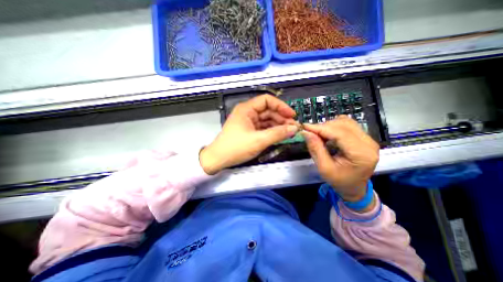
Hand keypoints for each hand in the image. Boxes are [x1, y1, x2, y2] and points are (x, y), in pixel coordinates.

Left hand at [199, 95, 297, 173]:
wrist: (219, 159)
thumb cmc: (236, 148)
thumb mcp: (259, 140)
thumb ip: (278, 134)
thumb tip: (294, 129)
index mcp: (247, 109)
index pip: (267, 100)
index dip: (281, 106)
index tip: (292, 115)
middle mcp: (248, 113)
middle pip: (268, 111)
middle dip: (281, 118)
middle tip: (293, 127)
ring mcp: (248, 122)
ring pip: (267, 120)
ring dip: (278, 125)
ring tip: (289, 132)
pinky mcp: (249, 131)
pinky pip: (263, 128)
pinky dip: (272, 131)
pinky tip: (280, 135)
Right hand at [300, 115, 378, 205]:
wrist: (354, 188)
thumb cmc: (339, 181)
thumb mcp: (324, 168)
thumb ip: (315, 149)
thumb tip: (305, 132)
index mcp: (361, 154)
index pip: (340, 133)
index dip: (321, 128)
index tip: (305, 127)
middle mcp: (369, 143)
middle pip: (343, 125)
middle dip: (323, 127)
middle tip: (310, 133)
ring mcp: (368, 139)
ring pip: (345, 122)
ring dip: (329, 126)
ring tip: (319, 135)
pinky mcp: (365, 137)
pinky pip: (348, 124)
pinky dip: (334, 126)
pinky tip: (328, 134)